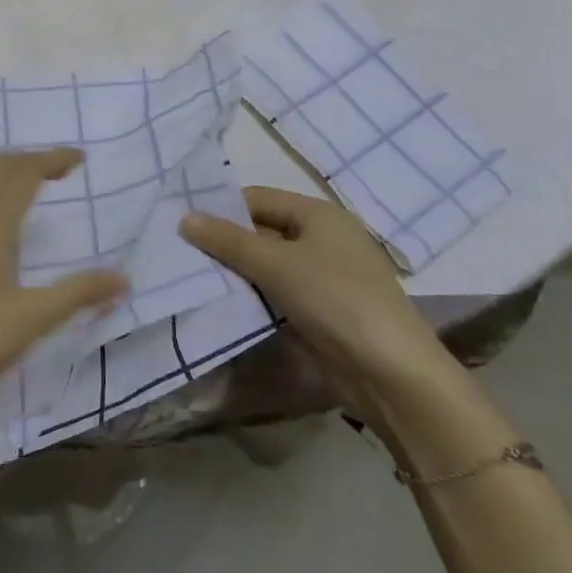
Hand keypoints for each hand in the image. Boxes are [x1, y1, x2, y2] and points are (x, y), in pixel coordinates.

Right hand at [181, 186, 454, 422]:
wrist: (392, 374)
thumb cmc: (336, 299)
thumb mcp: (276, 264)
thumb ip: (228, 240)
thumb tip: (184, 217)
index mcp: (317, 214)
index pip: (257, 198)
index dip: (220, 208)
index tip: (180, 221)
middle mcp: (321, 238)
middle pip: (261, 230)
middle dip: (224, 240)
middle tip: (179, 249)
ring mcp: (322, 276)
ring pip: (266, 264)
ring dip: (235, 270)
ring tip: (191, 274)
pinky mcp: (320, 311)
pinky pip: (276, 292)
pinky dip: (252, 294)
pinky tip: (222, 301)